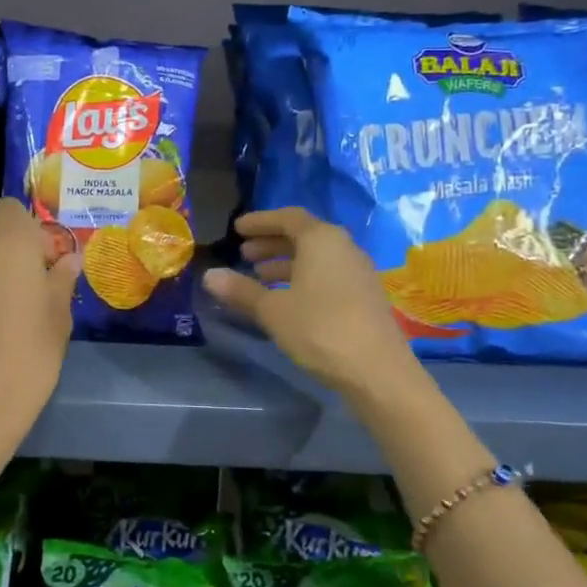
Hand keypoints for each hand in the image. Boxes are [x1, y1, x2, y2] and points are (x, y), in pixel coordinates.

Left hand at [0, 199, 80, 452]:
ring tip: (8, 296)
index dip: (29, 226)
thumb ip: (61, 280)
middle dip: (8, 237)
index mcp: (11, 242)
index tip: (45, 258)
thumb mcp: (59, 317)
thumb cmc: (30, 355)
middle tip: (29, 272)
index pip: (12, 207)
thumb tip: (68, 260)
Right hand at [204, 208, 422, 400]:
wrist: (376, 370)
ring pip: (316, 256)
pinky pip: (328, 273)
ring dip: (286, 262)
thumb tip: (209, 275)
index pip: (287, 217)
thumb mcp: (272, 310)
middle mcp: (343, 247)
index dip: (260, 221)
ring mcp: (358, 271)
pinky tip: (288, 299)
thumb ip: (241, 290)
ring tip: (260, 276)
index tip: (237, 229)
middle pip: (303, 235)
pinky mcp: (364, 294)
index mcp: (321, 239)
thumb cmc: (319, 329)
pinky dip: (304, 277)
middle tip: (244, 254)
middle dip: (271, 242)